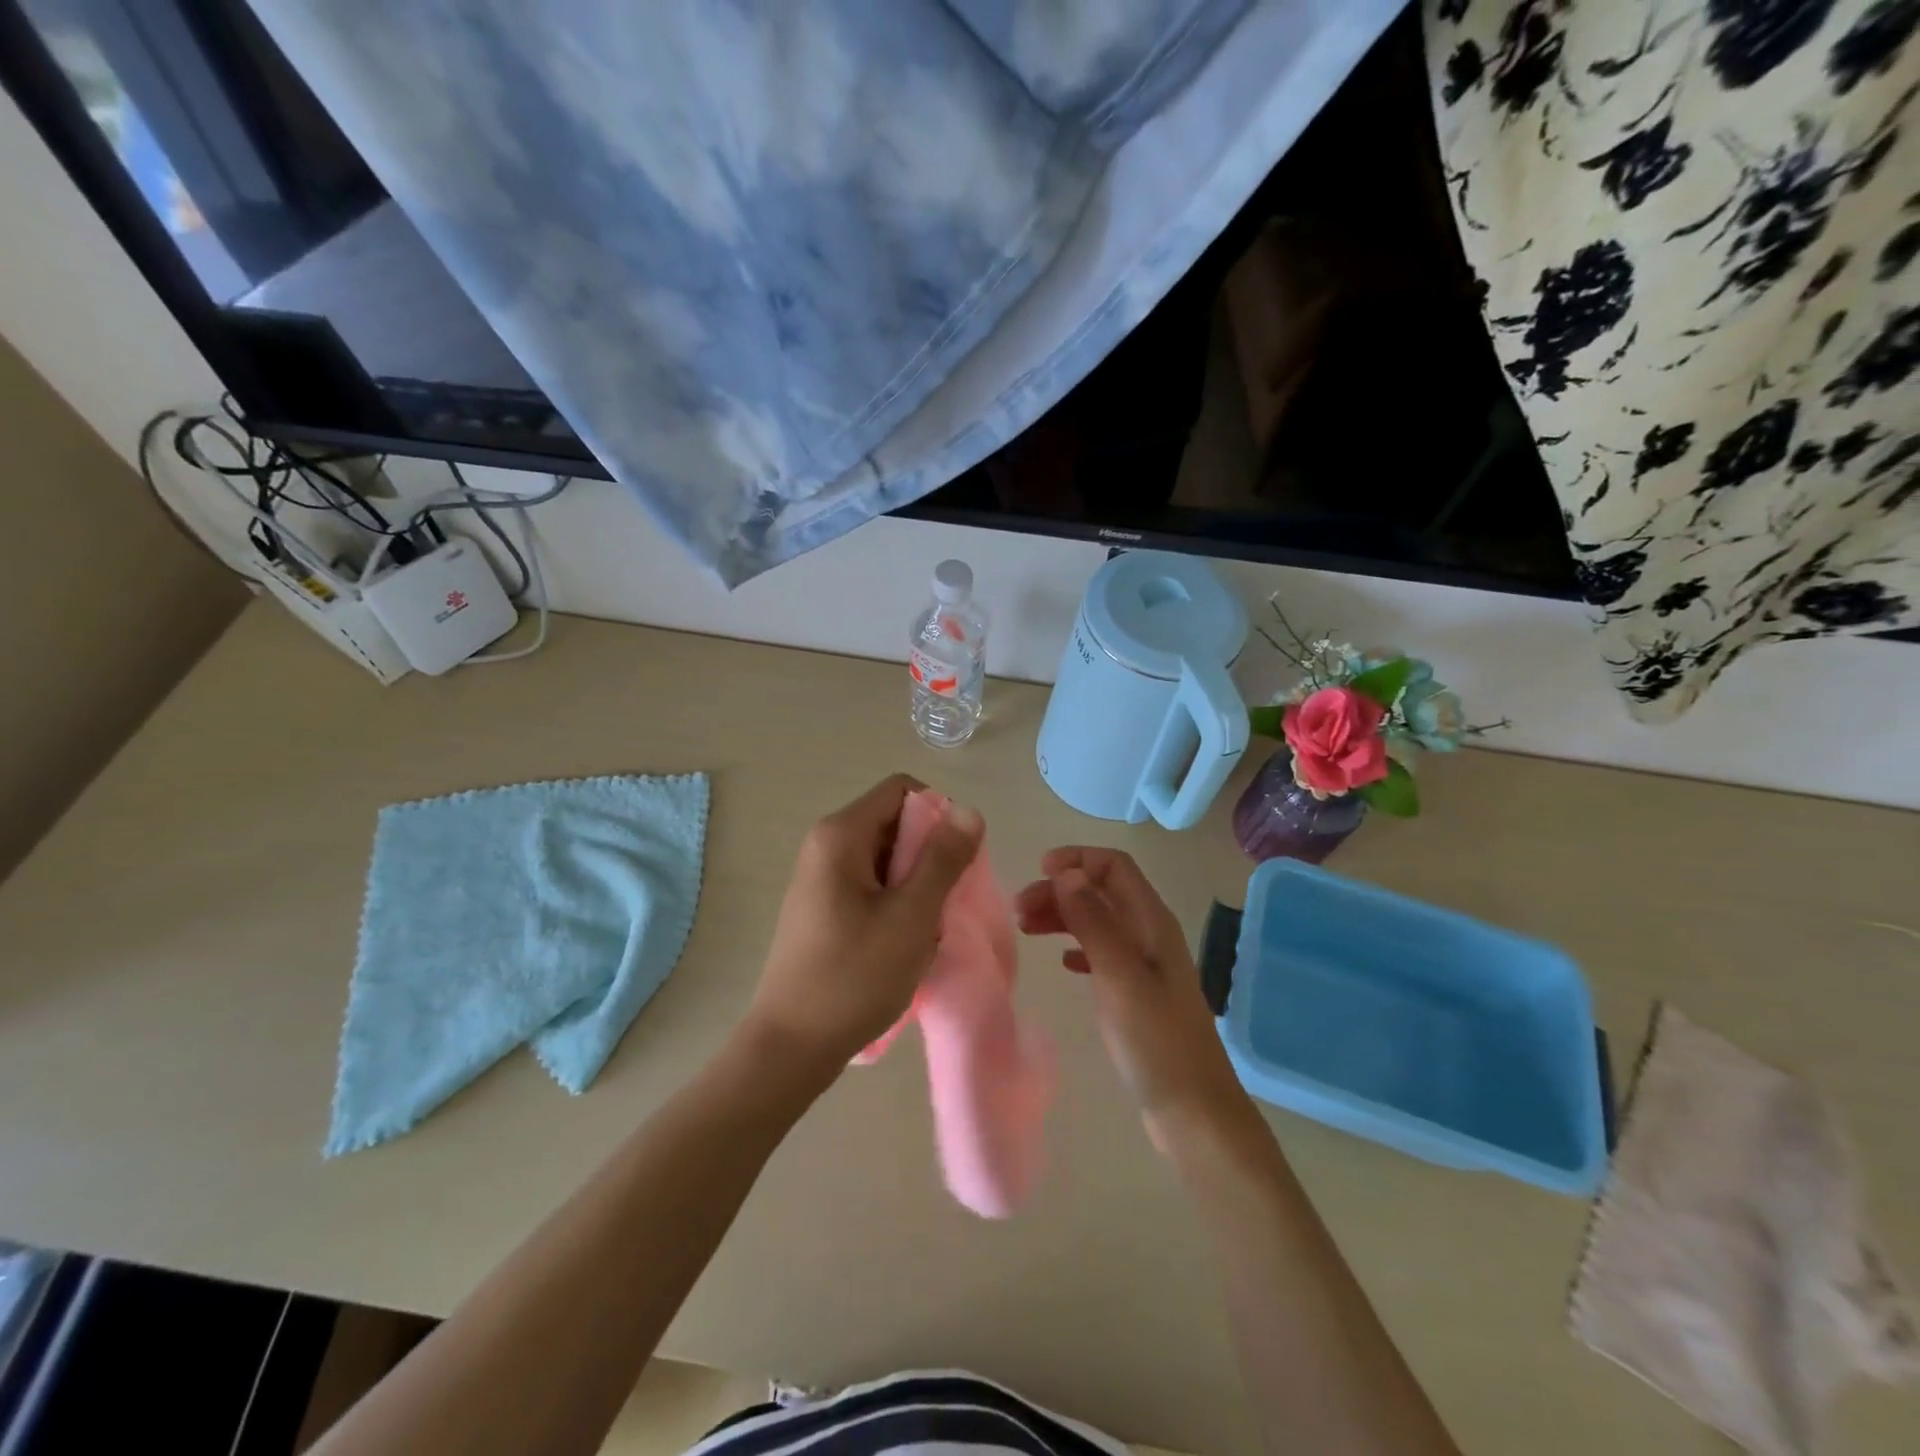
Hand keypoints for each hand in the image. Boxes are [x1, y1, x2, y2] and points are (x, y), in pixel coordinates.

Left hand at [744, 774, 982, 1079]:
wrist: (792, 1045)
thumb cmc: (855, 975)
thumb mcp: (911, 915)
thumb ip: (943, 859)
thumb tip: (968, 811)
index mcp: (841, 834)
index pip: (902, 790)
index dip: (938, 814)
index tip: (955, 860)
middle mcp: (825, 844)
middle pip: (894, 822)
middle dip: (929, 854)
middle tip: (943, 901)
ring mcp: (820, 876)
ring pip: (886, 857)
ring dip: (915, 884)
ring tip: (922, 928)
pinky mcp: (822, 905)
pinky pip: (870, 884)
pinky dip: (895, 902)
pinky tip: (902, 941)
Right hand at [1016, 848, 1252, 1147]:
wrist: (1192, 1110)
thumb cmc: (1154, 1039)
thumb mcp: (1119, 975)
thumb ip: (1092, 920)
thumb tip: (1066, 872)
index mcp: (1151, 921)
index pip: (1113, 866)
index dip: (1076, 859)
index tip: (1036, 872)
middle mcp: (1149, 934)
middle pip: (1101, 891)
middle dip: (1060, 890)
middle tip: (1019, 911)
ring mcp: (1145, 965)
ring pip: (1098, 920)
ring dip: (1063, 916)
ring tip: (1027, 930)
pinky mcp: (1137, 994)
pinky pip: (1101, 953)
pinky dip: (1076, 947)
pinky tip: (1061, 963)